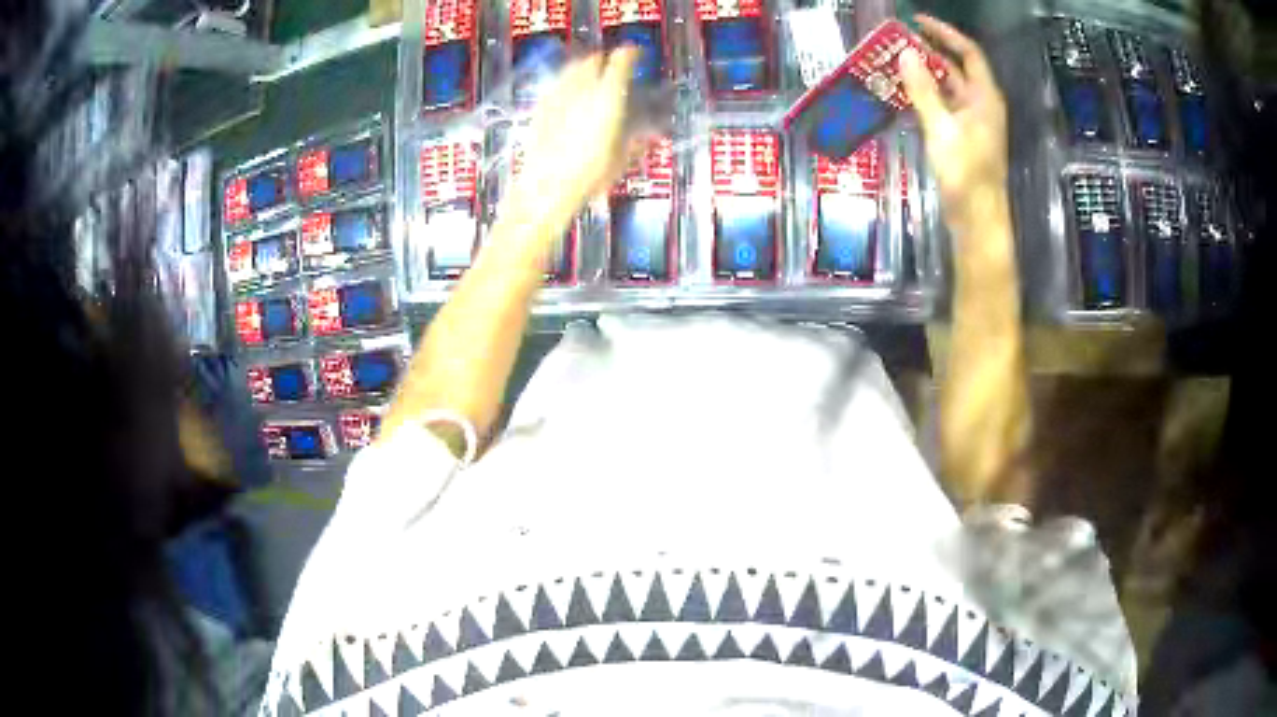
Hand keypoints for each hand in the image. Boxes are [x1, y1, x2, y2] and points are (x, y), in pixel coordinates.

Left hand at [504, 50, 639, 235]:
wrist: (544, 188)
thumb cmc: (589, 176)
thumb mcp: (620, 159)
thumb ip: (636, 141)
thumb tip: (651, 136)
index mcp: (608, 96)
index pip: (622, 60)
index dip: (631, 53)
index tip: (636, 53)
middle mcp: (583, 88)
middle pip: (594, 59)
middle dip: (605, 59)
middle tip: (613, 67)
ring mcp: (558, 94)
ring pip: (573, 68)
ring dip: (584, 67)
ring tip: (591, 77)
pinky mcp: (540, 105)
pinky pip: (557, 83)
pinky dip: (566, 82)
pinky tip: (569, 95)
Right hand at [899, 15, 1008, 235]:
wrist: (977, 219)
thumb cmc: (966, 174)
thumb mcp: (941, 128)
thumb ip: (923, 90)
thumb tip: (906, 53)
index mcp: (984, 98)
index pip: (968, 53)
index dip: (945, 33)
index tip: (917, 22)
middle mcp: (981, 104)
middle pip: (956, 68)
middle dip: (928, 52)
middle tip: (897, 42)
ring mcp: (972, 122)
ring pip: (947, 88)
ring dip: (923, 74)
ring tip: (893, 63)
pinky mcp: (962, 137)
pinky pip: (942, 106)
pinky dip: (924, 96)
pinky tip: (902, 94)